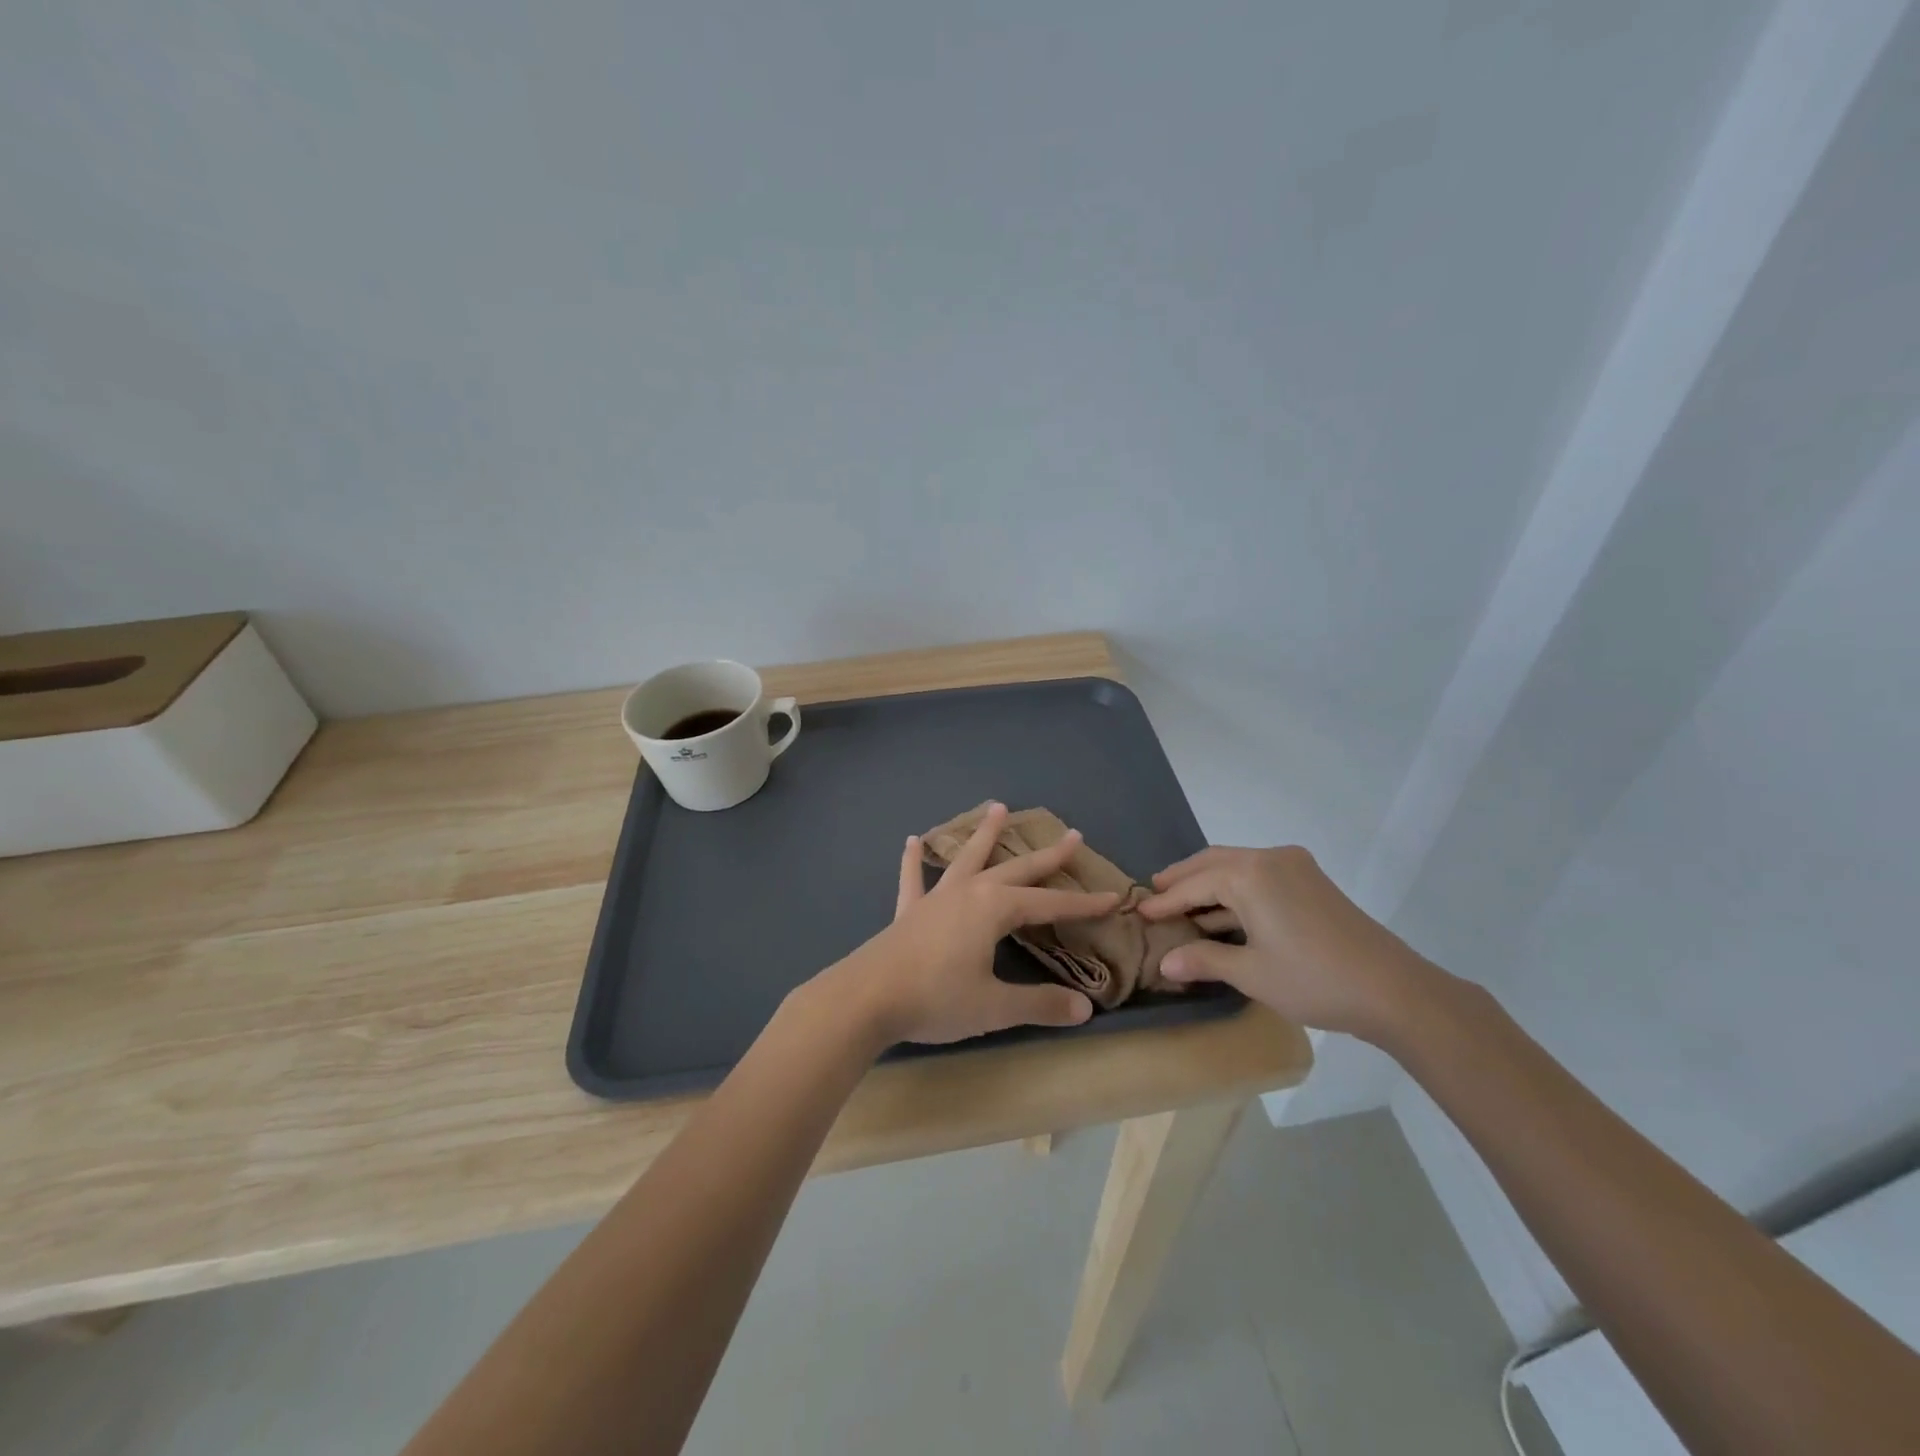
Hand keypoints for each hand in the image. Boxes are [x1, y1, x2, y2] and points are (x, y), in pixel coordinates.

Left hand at [826, 803, 1122, 1045]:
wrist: (867, 998)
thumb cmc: (936, 998)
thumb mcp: (994, 1006)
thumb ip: (1039, 1004)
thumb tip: (1085, 1009)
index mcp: (995, 908)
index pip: (1051, 904)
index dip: (1083, 903)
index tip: (1114, 898)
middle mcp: (970, 891)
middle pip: (1017, 869)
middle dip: (1048, 855)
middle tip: (1074, 835)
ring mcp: (937, 897)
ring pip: (967, 857)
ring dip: (985, 834)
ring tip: (999, 807)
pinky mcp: (910, 910)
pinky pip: (914, 878)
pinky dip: (914, 860)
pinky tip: (912, 841)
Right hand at [1137, 845, 1440, 1043]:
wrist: (1394, 990)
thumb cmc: (1313, 980)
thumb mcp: (1251, 974)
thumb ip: (1204, 960)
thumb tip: (1165, 963)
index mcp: (1250, 874)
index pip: (1194, 884)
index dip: (1165, 901)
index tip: (1139, 911)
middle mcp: (1270, 858)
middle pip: (1213, 862)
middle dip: (1183, 878)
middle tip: (1156, 892)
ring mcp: (1295, 866)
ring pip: (1237, 866)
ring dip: (1209, 883)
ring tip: (1183, 902)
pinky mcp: (1312, 881)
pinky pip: (1260, 875)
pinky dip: (1235, 889)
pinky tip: (1224, 912)